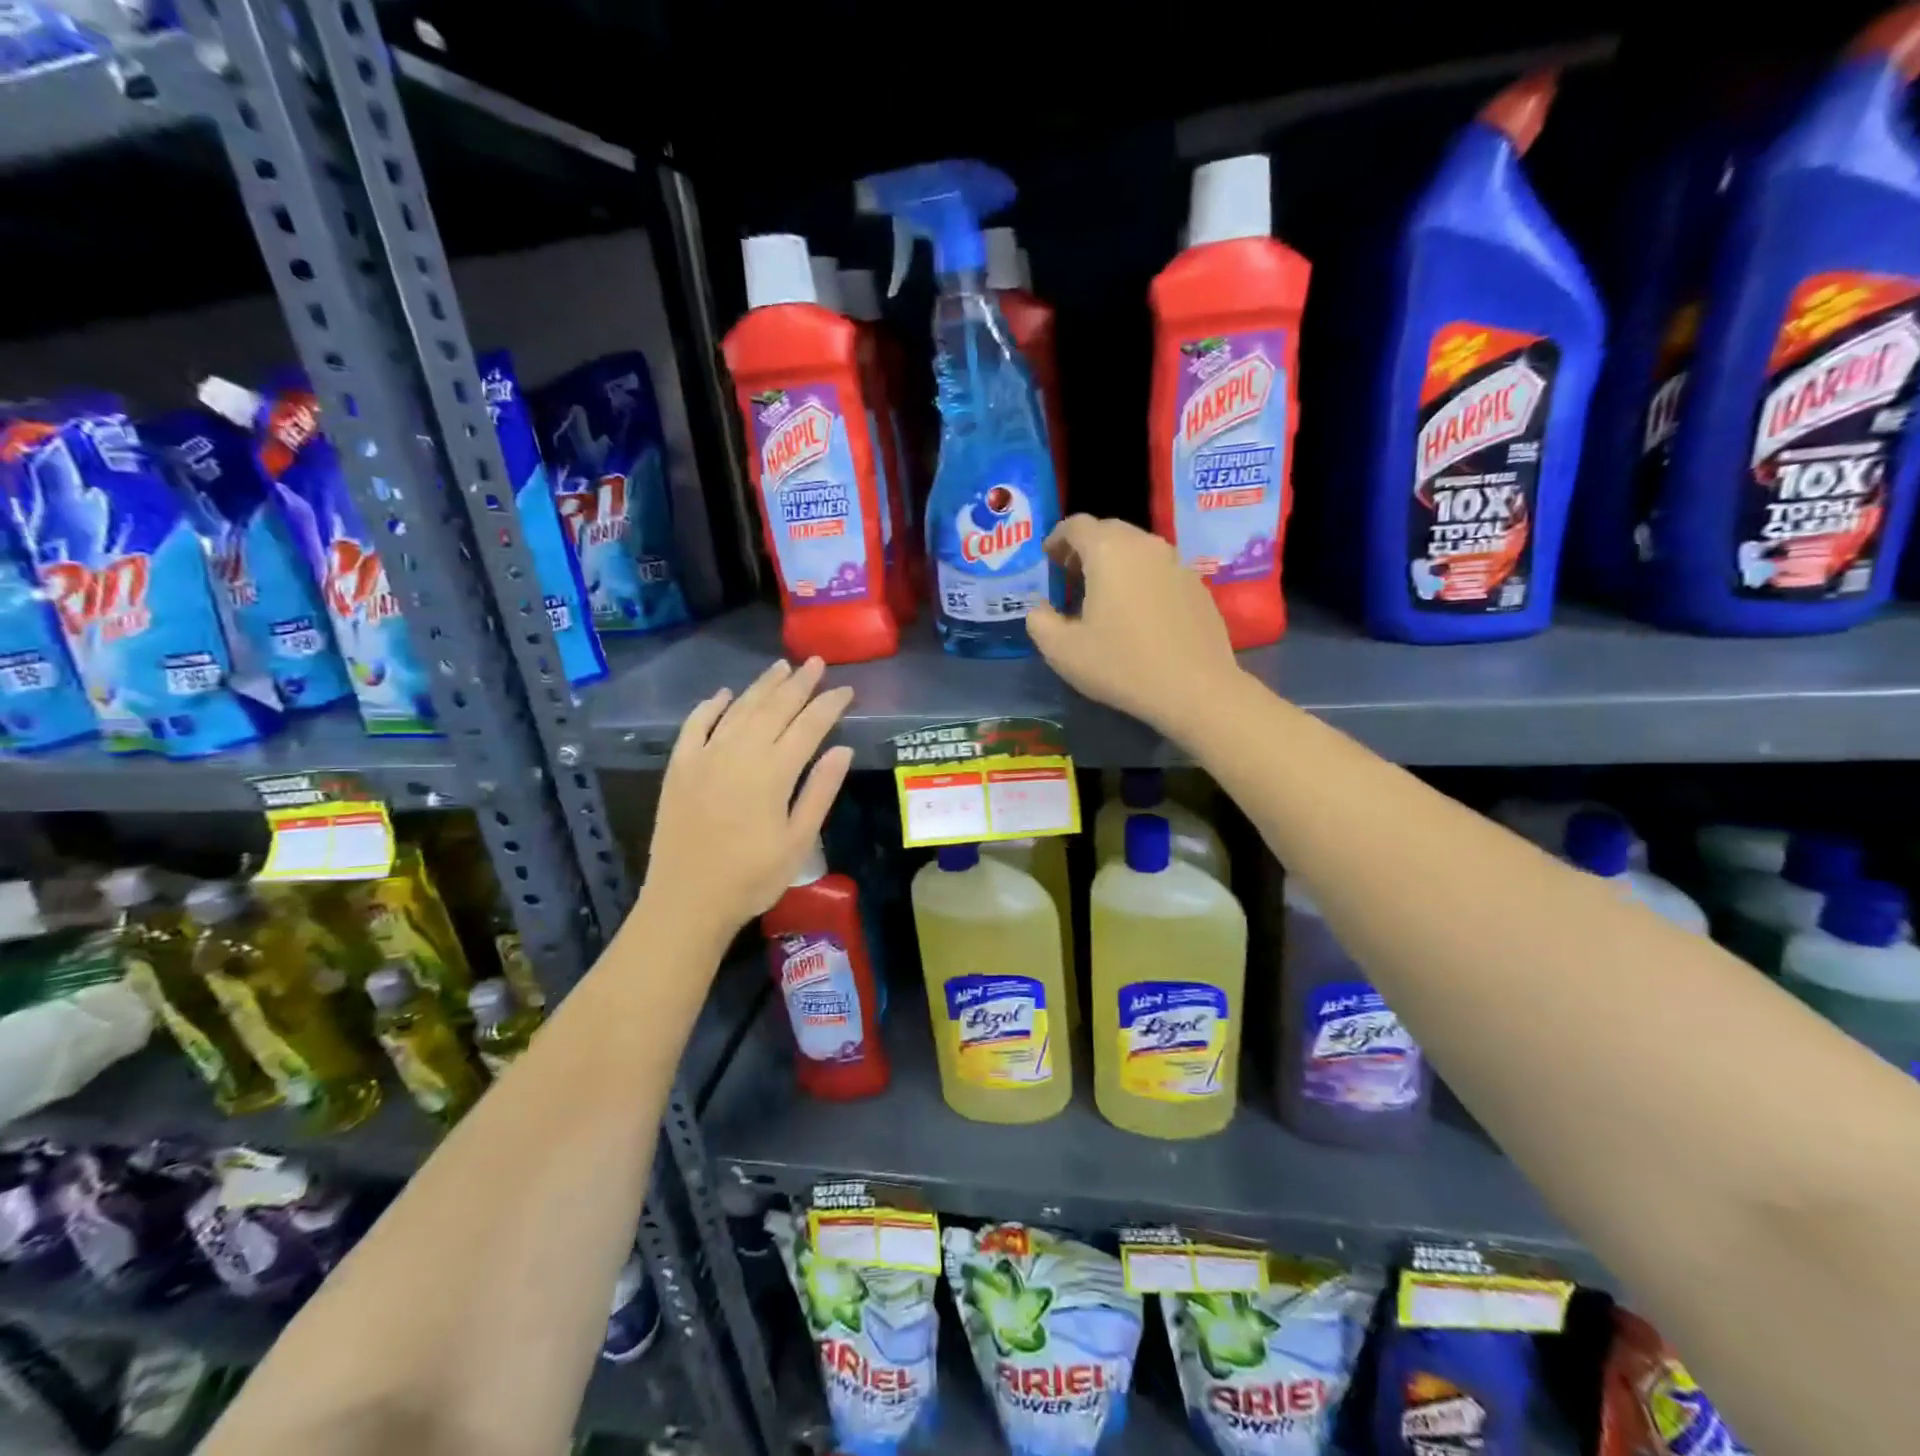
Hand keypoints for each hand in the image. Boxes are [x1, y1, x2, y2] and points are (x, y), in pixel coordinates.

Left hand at [640, 658, 854, 937]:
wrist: (687, 901)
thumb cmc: (752, 877)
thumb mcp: (799, 841)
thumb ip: (820, 791)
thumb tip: (842, 749)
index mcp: (774, 772)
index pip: (809, 726)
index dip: (829, 704)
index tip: (845, 689)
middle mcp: (739, 753)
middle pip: (774, 708)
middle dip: (799, 683)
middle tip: (816, 663)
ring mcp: (704, 757)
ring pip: (738, 709)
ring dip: (762, 686)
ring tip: (781, 667)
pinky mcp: (679, 767)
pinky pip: (695, 725)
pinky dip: (711, 706)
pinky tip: (724, 694)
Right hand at [1026, 515, 1240, 742]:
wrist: (1195, 689)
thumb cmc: (1121, 665)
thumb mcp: (1062, 650)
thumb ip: (1039, 620)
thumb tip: (1040, 608)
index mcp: (1109, 551)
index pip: (1077, 525)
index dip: (1057, 538)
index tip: (1048, 560)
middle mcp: (1146, 546)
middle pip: (1109, 531)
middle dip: (1085, 549)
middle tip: (1071, 577)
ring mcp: (1177, 564)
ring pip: (1138, 550)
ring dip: (1115, 564)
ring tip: (1103, 597)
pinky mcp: (1198, 587)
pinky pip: (1161, 571)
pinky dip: (1142, 581)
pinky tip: (1139, 615)